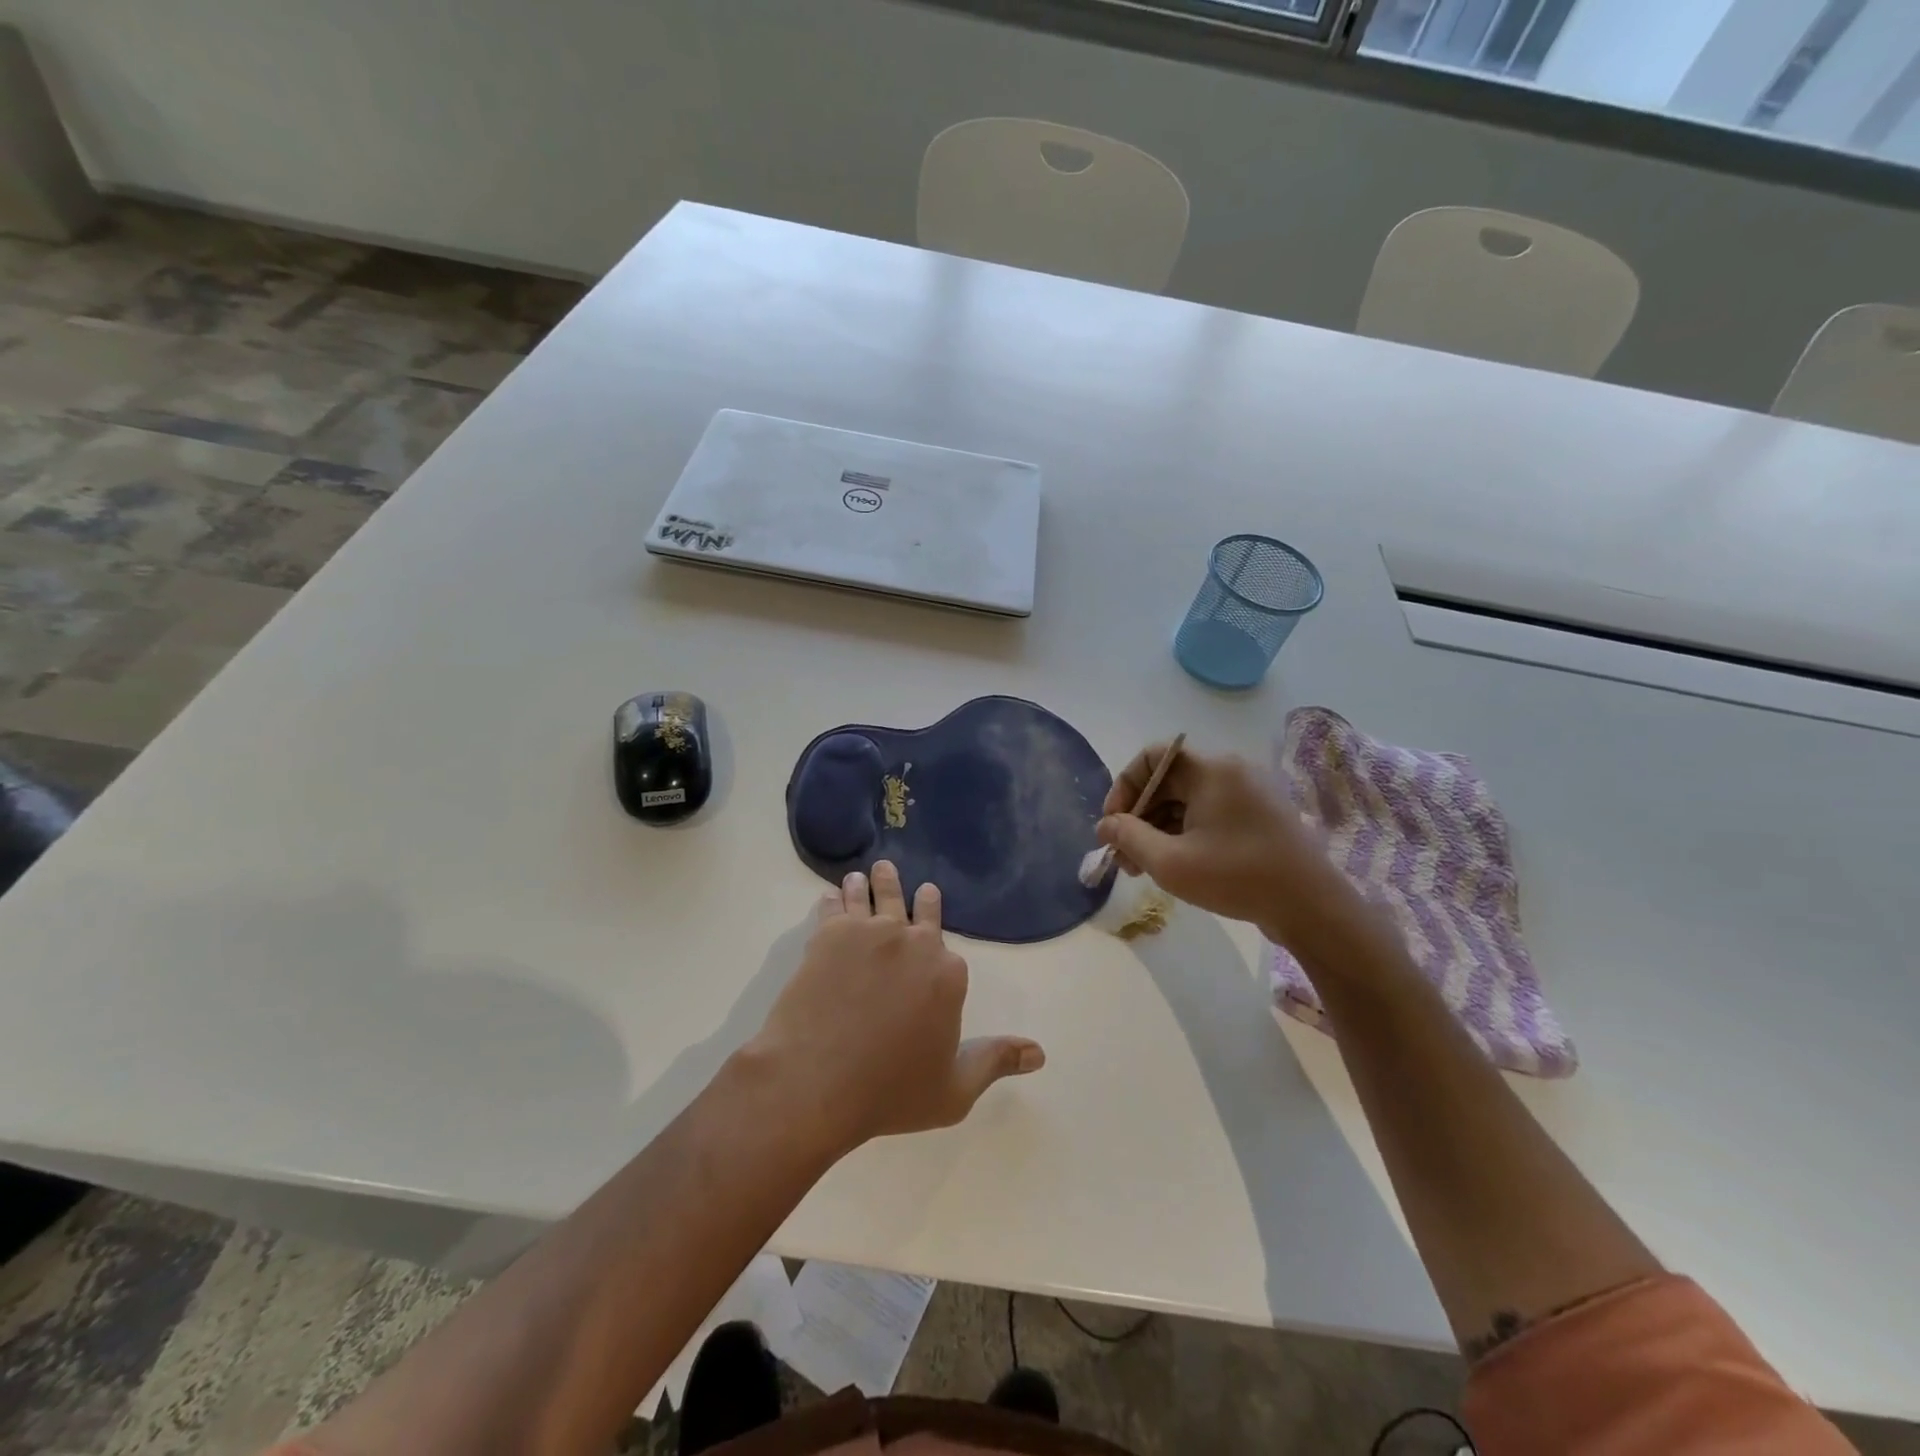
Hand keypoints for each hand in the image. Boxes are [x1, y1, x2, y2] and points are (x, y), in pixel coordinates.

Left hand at [746, 861, 1044, 1153]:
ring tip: (867, 873)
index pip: (950, 953)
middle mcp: (914, 943)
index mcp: (948, 974)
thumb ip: (996, 1061)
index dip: (941, 948)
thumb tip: (1040, 1052)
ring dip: (873, 884)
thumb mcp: (955, 1090)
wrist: (817, 1081)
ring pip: (876, 896)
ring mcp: (871, 933)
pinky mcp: (830, 935)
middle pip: (917, 910)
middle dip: (914, 896)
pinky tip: (833, 893)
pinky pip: (836, 906)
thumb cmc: (890, 1092)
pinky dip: (835, 898)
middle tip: (907, 881)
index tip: (936, 936)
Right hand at [1097, 742, 1369, 953]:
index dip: (1124, 787)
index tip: (1113, 824)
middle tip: (1124, 856)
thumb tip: (1105, 825)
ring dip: (1159, 829)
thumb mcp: (1171, 861)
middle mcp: (1231, 771)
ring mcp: (1249, 793)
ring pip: (1187, 801)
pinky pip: (1209, 813)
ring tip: (1144, 868)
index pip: (1152, 757)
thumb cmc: (1238, 877)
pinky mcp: (1259, 816)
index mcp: (1211, 770)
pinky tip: (1175, 865)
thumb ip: (1129, 837)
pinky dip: (1185, 833)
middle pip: (1168, 781)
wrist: (1312, 908)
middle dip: (1139, 816)